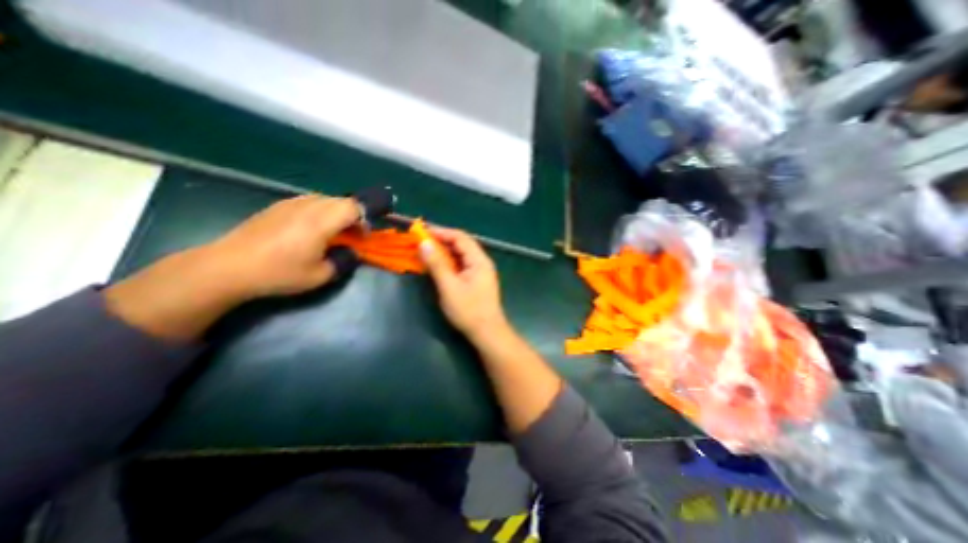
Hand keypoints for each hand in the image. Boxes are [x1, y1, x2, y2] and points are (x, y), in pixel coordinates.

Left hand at [205, 194, 357, 298]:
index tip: (362, 236)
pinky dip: (318, 211)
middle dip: (352, 216)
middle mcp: (308, 206)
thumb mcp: (320, 276)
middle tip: (350, 235)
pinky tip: (309, 229)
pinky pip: (308, 201)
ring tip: (331, 232)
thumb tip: (352, 252)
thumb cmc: (279, 272)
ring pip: (325, 199)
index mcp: (321, 221)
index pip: (354, 207)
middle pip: (341, 201)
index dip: (364, 220)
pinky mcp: (277, 206)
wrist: (229, 267)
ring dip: (335, 212)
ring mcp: (290, 203)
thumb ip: (343, 261)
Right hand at [415, 226, 507, 341]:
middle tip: (421, 242)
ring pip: (460, 255)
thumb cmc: (469, 311)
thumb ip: (437, 264)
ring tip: (426, 252)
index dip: (441, 232)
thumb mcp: (449, 287)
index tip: (422, 232)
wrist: (487, 333)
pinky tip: (437, 266)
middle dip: (441, 241)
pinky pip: (461, 265)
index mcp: (479, 260)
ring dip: (444, 252)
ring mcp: (480, 272)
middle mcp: (481, 262)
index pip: (460, 237)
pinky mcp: (476, 281)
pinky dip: (448, 263)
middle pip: (461, 245)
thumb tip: (424, 243)